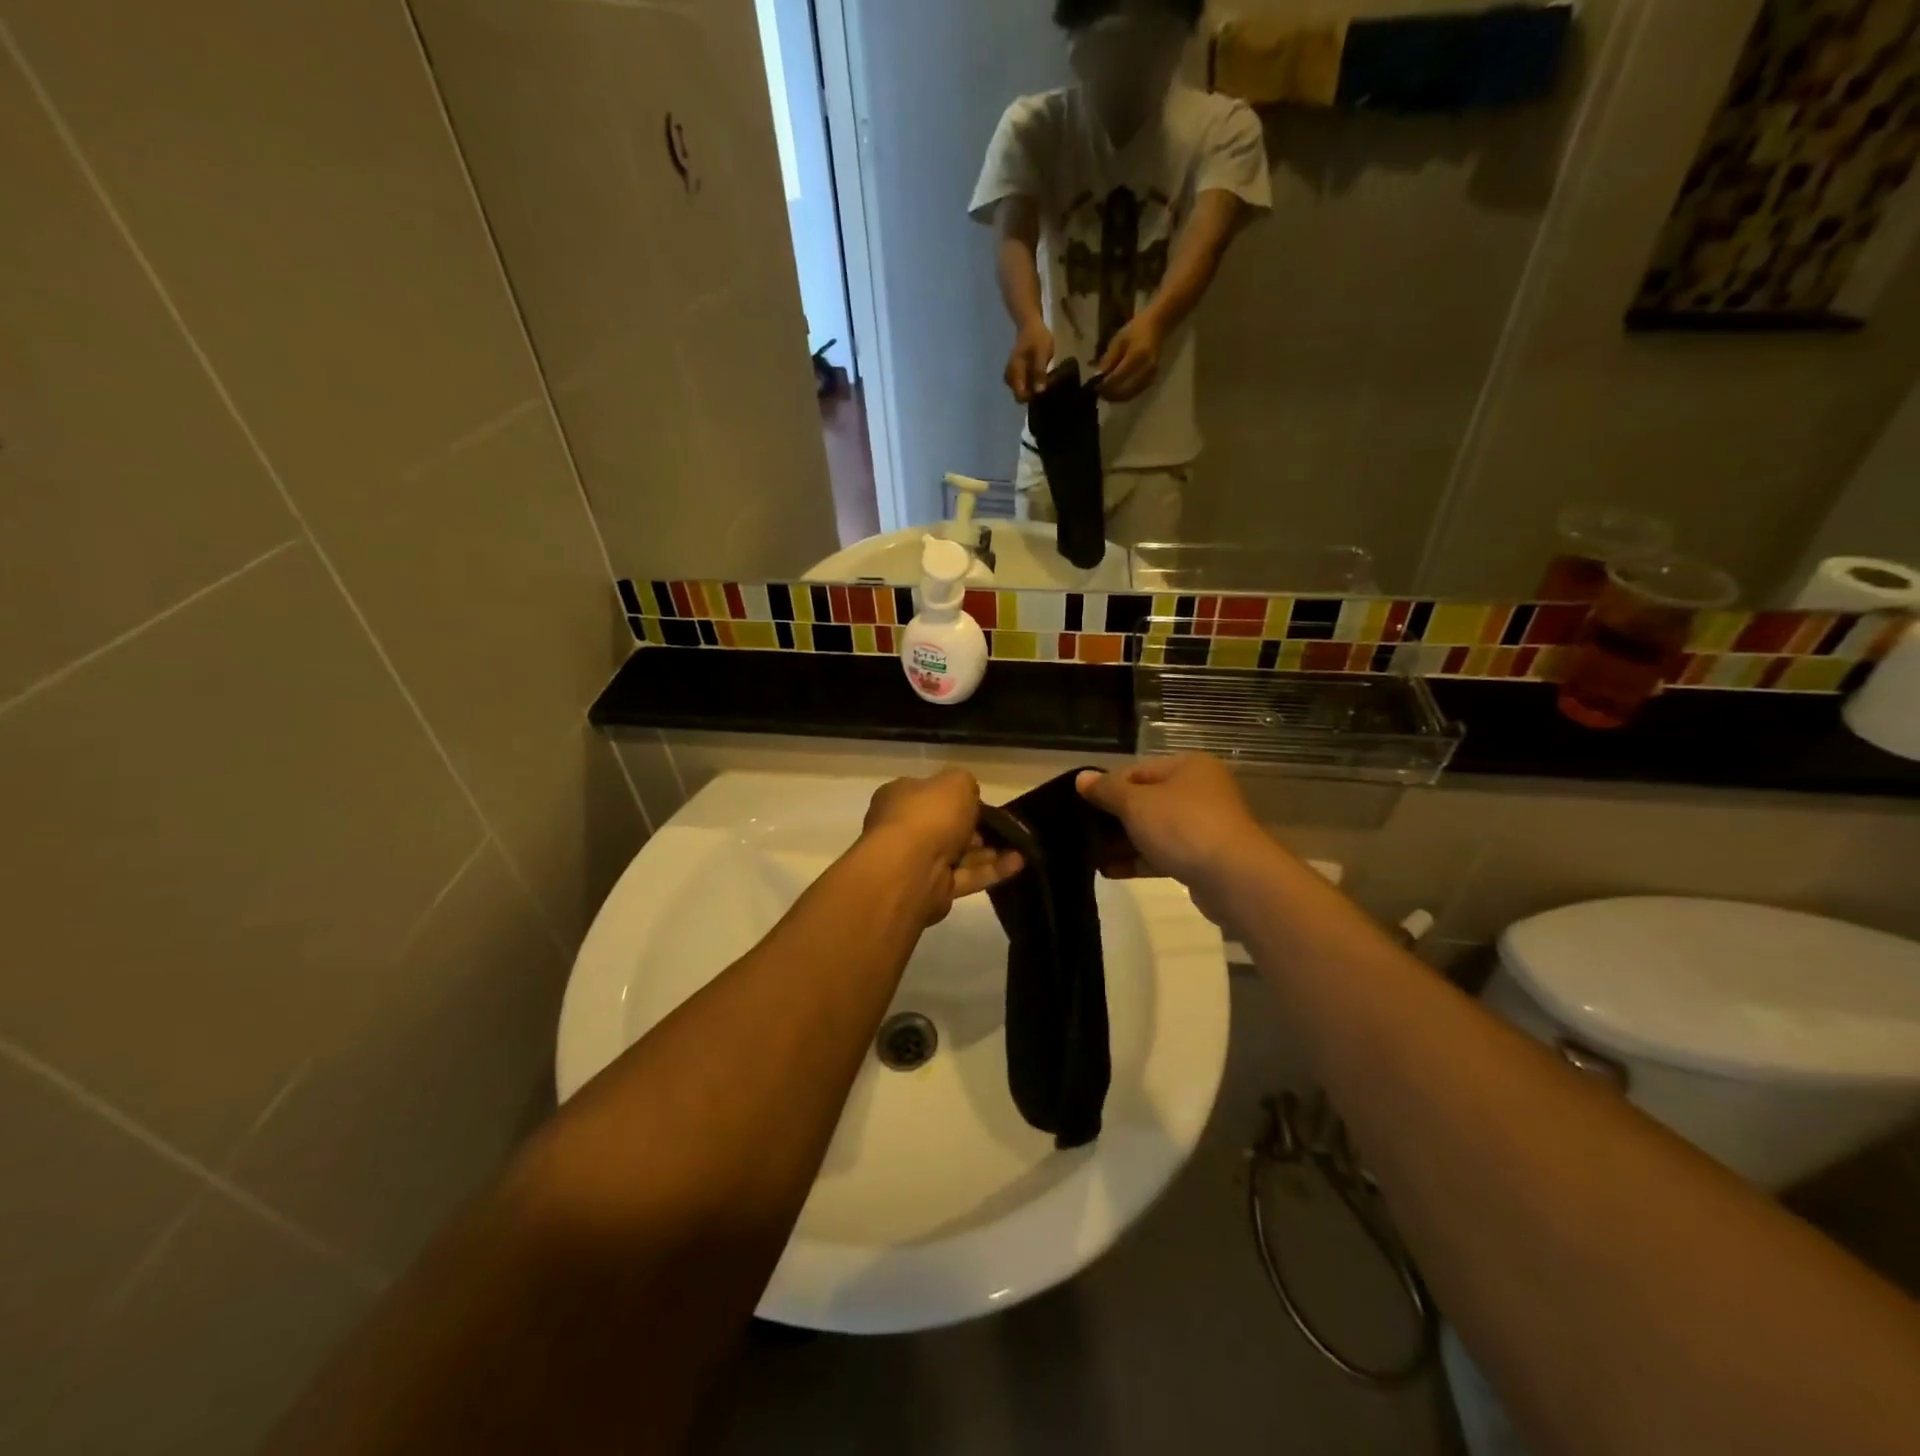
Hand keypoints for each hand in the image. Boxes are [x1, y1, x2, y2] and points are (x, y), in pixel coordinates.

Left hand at [864, 770, 1023, 923]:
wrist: (911, 870)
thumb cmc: (929, 816)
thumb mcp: (956, 783)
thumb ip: (966, 784)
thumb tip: (969, 796)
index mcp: (900, 797)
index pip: (929, 793)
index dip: (956, 797)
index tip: (982, 802)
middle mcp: (903, 829)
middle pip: (944, 826)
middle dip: (975, 828)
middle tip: (1002, 827)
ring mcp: (917, 862)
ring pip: (958, 854)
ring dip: (989, 851)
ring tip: (1020, 846)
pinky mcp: (933, 890)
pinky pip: (966, 877)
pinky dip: (991, 871)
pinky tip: (1018, 864)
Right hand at [1005, 319, 1054, 403]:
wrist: (1030, 325)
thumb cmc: (1037, 337)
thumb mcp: (1042, 353)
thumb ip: (1039, 372)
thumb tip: (1039, 391)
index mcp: (1014, 373)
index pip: (1020, 396)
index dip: (1032, 397)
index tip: (1044, 390)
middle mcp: (1010, 378)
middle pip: (1020, 396)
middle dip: (1033, 394)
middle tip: (1046, 384)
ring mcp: (1011, 377)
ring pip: (1022, 392)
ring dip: (1033, 390)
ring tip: (1045, 380)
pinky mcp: (1015, 375)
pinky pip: (1023, 386)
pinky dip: (1031, 385)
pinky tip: (1041, 378)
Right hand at [1076, 756, 1263, 893]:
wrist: (1233, 878)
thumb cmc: (1182, 826)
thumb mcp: (1136, 803)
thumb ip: (1106, 790)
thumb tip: (1081, 778)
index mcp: (1188, 767)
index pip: (1137, 770)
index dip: (1107, 786)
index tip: (1081, 805)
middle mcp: (1200, 791)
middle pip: (1146, 800)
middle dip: (1113, 818)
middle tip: (1082, 832)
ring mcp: (1204, 826)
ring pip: (1154, 829)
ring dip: (1123, 842)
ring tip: (1090, 855)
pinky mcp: (1203, 858)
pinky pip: (1164, 854)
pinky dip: (1139, 860)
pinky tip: (1109, 870)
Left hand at [1095, 314, 1163, 401]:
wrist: (1157, 325)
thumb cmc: (1136, 329)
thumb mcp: (1118, 340)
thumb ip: (1108, 359)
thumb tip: (1098, 377)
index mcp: (1137, 356)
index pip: (1117, 378)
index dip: (1104, 385)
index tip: (1094, 387)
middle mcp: (1146, 369)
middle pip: (1124, 390)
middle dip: (1109, 394)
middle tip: (1098, 392)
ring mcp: (1150, 375)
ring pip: (1129, 395)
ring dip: (1116, 397)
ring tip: (1105, 393)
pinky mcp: (1152, 379)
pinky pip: (1135, 393)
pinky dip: (1124, 395)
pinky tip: (1115, 391)